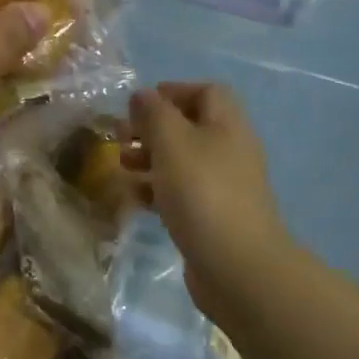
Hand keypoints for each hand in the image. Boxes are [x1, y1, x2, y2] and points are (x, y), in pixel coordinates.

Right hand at [128, 83, 294, 314]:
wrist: (238, 266)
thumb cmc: (202, 191)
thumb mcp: (172, 141)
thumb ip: (154, 113)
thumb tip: (143, 95)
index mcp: (228, 124)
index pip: (206, 91)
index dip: (173, 91)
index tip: (140, 105)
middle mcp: (230, 150)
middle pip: (190, 126)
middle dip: (153, 127)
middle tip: (120, 135)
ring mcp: (225, 186)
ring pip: (183, 160)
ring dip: (150, 158)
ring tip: (122, 165)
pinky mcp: (214, 217)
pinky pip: (183, 192)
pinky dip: (158, 189)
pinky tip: (134, 198)